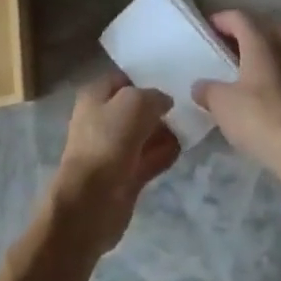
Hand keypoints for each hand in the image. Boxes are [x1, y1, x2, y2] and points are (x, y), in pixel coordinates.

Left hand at [50, 73, 179, 252]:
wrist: (90, 203)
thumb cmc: (108, 142)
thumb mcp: (135, 103)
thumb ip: (154, 96)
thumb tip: (165, 102)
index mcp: (95, 96)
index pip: (124, 78)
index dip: (147, 77)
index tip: (174, 79)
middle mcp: (102, 119)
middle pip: (136, 107)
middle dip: (159, 106)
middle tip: (187, 103)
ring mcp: (113, 149)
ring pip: (144, 133)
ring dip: (164, 131)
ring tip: (190, 124)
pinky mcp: (125, 176)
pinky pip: (148, 158)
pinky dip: (163, 153)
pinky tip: (182, 148)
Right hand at [192, 11, 280, 170]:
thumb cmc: (257, 115)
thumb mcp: (221, 103)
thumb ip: (207, 90)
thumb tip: (199, 86)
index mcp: (260, 41)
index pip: (239, 17)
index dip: (221, 19)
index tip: (207, 30)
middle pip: (267, 28)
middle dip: (249, 34)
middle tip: (230, 49)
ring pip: (280, 50)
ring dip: (263, 56)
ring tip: (243, 73)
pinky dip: (272, 77)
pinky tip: (257, 95)